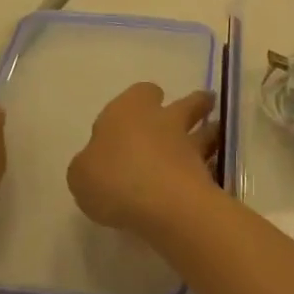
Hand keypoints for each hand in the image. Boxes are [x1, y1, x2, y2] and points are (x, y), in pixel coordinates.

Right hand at [67, 83, 219, 237]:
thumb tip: (97, 163)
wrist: (161, 202)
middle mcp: (162, 119)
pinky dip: (210, 168)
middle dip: (194, 104)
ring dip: (209, 132)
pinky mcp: (206, 173)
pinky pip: (211, 164)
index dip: (144, 99)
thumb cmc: (113, 177)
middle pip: (185, 103)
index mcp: (129, 109)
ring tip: (212, 139)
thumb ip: (89, 164)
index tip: (146, 107)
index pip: (142, 92)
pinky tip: (206, 178)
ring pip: (205, 130)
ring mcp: (188, 145)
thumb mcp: (80, 174)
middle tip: (199, 110)